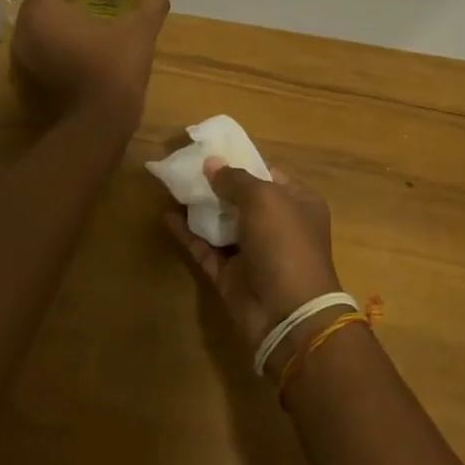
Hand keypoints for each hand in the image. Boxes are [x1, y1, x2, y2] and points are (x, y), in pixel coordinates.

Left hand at [12, 0, 169, 127]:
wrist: (97, 127)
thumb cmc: (114, 70)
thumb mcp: (139, 32)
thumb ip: (151, 3)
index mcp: (44, 8)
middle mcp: (24, 27)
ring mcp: (22, 54)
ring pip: (40, 19)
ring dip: (62, 13)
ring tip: (93, 16)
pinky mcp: (28, 75)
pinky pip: (40, 42)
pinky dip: (58, 36)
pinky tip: (84, 43)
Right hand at [166, 159, 343, 367]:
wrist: (287, 313)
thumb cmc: (284, 243)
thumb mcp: (264, 199)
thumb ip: (236, 179)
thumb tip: (211, 163)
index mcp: (298, 203)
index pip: (268, 174)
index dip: (241, 162)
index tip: (211, 151)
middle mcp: (277, 226)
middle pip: (242, 199)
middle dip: (215, 184)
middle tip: (185, 166)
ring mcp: (253, 252)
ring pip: (221, 223)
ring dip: (200, 206)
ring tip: (172, 185)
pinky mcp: (230, 275)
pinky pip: (206, 248)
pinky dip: (188, 233)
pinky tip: (167, 216)